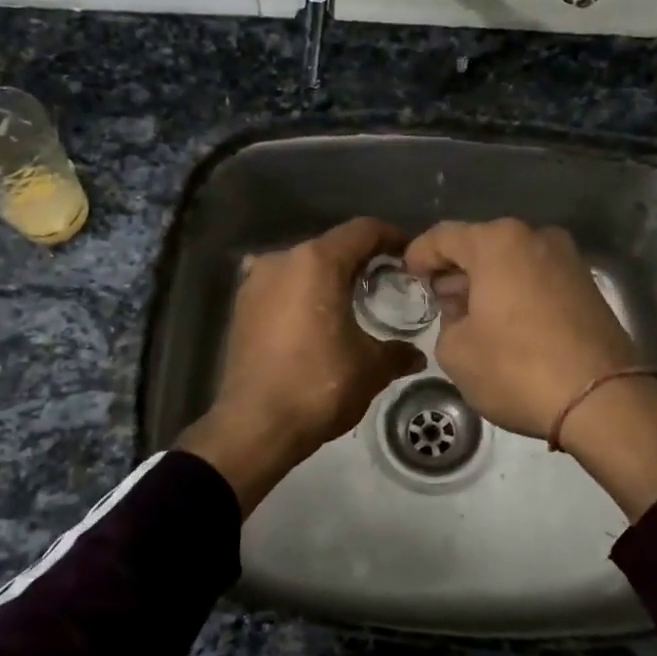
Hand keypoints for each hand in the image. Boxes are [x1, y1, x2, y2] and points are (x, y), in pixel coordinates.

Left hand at [179, 217, 424, 515]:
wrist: (255, 425)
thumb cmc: (319, 385)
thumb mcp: (370, 368)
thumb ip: (397, 353)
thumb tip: (415, 355)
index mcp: (317, 262)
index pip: (363, 231)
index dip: (391, 237)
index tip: (409, 255)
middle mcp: (282, 260)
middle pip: (331, 246)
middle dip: (360, 260)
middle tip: (386, 282)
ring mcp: (255, 282)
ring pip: (302, 266)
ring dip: (327, 277)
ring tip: (350, 302)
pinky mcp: (240, 308)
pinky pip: (279, 287)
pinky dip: (300, 294)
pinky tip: (314, 318)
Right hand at [403, 218, 656, 519]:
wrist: (603, 400)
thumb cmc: (517, 369)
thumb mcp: (456, 352)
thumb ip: (446, 321)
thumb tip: (463, 311)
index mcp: (497, 243)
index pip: (443, 236)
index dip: (418, 255)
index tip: (407, 276)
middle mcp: (535, 237)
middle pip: (481, 245)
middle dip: (455, 270)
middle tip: (438, 301)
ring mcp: (567, 259)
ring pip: (511, 262)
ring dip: (487, 282)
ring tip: (471, 318)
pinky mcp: (588, 285)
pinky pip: (536, 278)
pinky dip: (515, 292)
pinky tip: (506, 324)